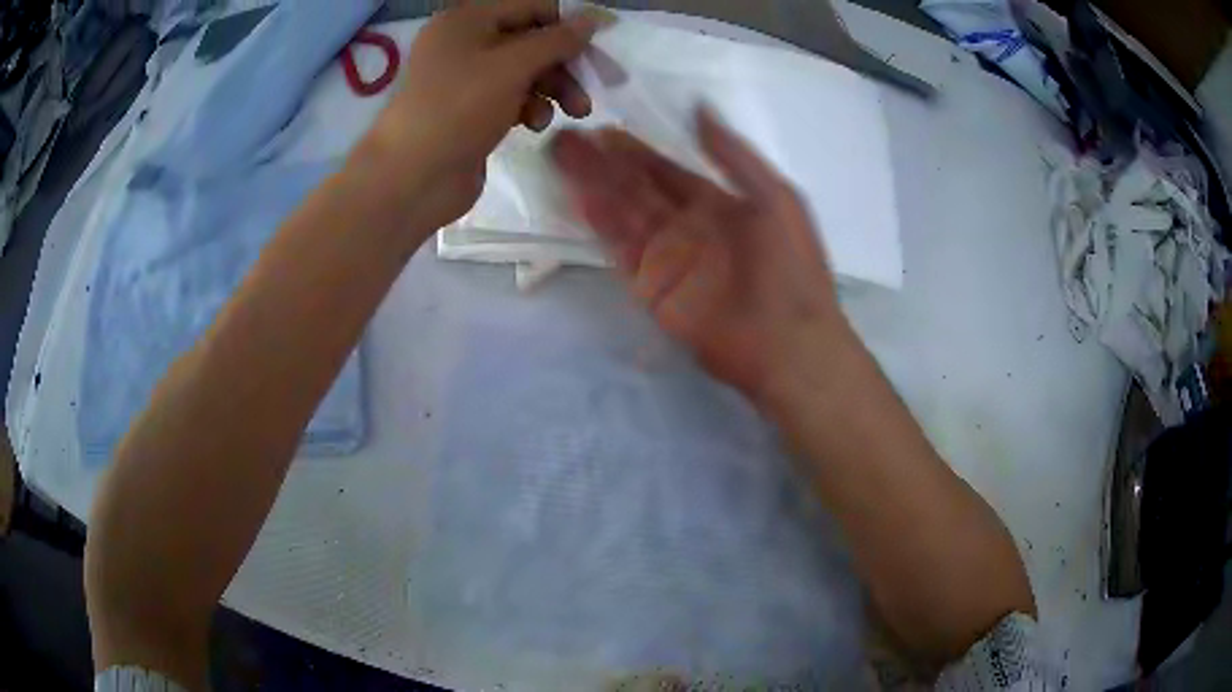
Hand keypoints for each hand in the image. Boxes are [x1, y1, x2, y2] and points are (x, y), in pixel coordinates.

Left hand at [358, 0, 605, 232]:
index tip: (601, 43)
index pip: (531, 7)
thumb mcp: (513, 66)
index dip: (568, 22)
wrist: (412, 178)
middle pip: (530, 40)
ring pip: (524, 72)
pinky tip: (533, 125)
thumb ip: (558, 40)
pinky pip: (511, 97)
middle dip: (563, 63)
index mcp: (466, 20)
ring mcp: (465, 79)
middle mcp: (464, 43)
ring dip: (553, 88)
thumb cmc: (459, 108)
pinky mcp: (470, 111)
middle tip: (591, 88)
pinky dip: (529, 107)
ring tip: (574, 112)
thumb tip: (595, 18)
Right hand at [550, 109, 852, 404]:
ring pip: (622, 215)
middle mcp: (686, 225)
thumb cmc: (791, 267)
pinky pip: (621, 251)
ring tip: (561, 159)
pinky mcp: (652, 289)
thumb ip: (735, 155)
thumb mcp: (776, 198)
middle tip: (567, 138)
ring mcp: (667, 257)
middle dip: (603, 164)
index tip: (603, 130)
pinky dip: (602, 227)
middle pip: (637, 188)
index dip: (636, 150)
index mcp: (717, 203)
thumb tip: (700, 108)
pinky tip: (580, 199)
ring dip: (593, 187)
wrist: (788, 342)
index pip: (666, 170)